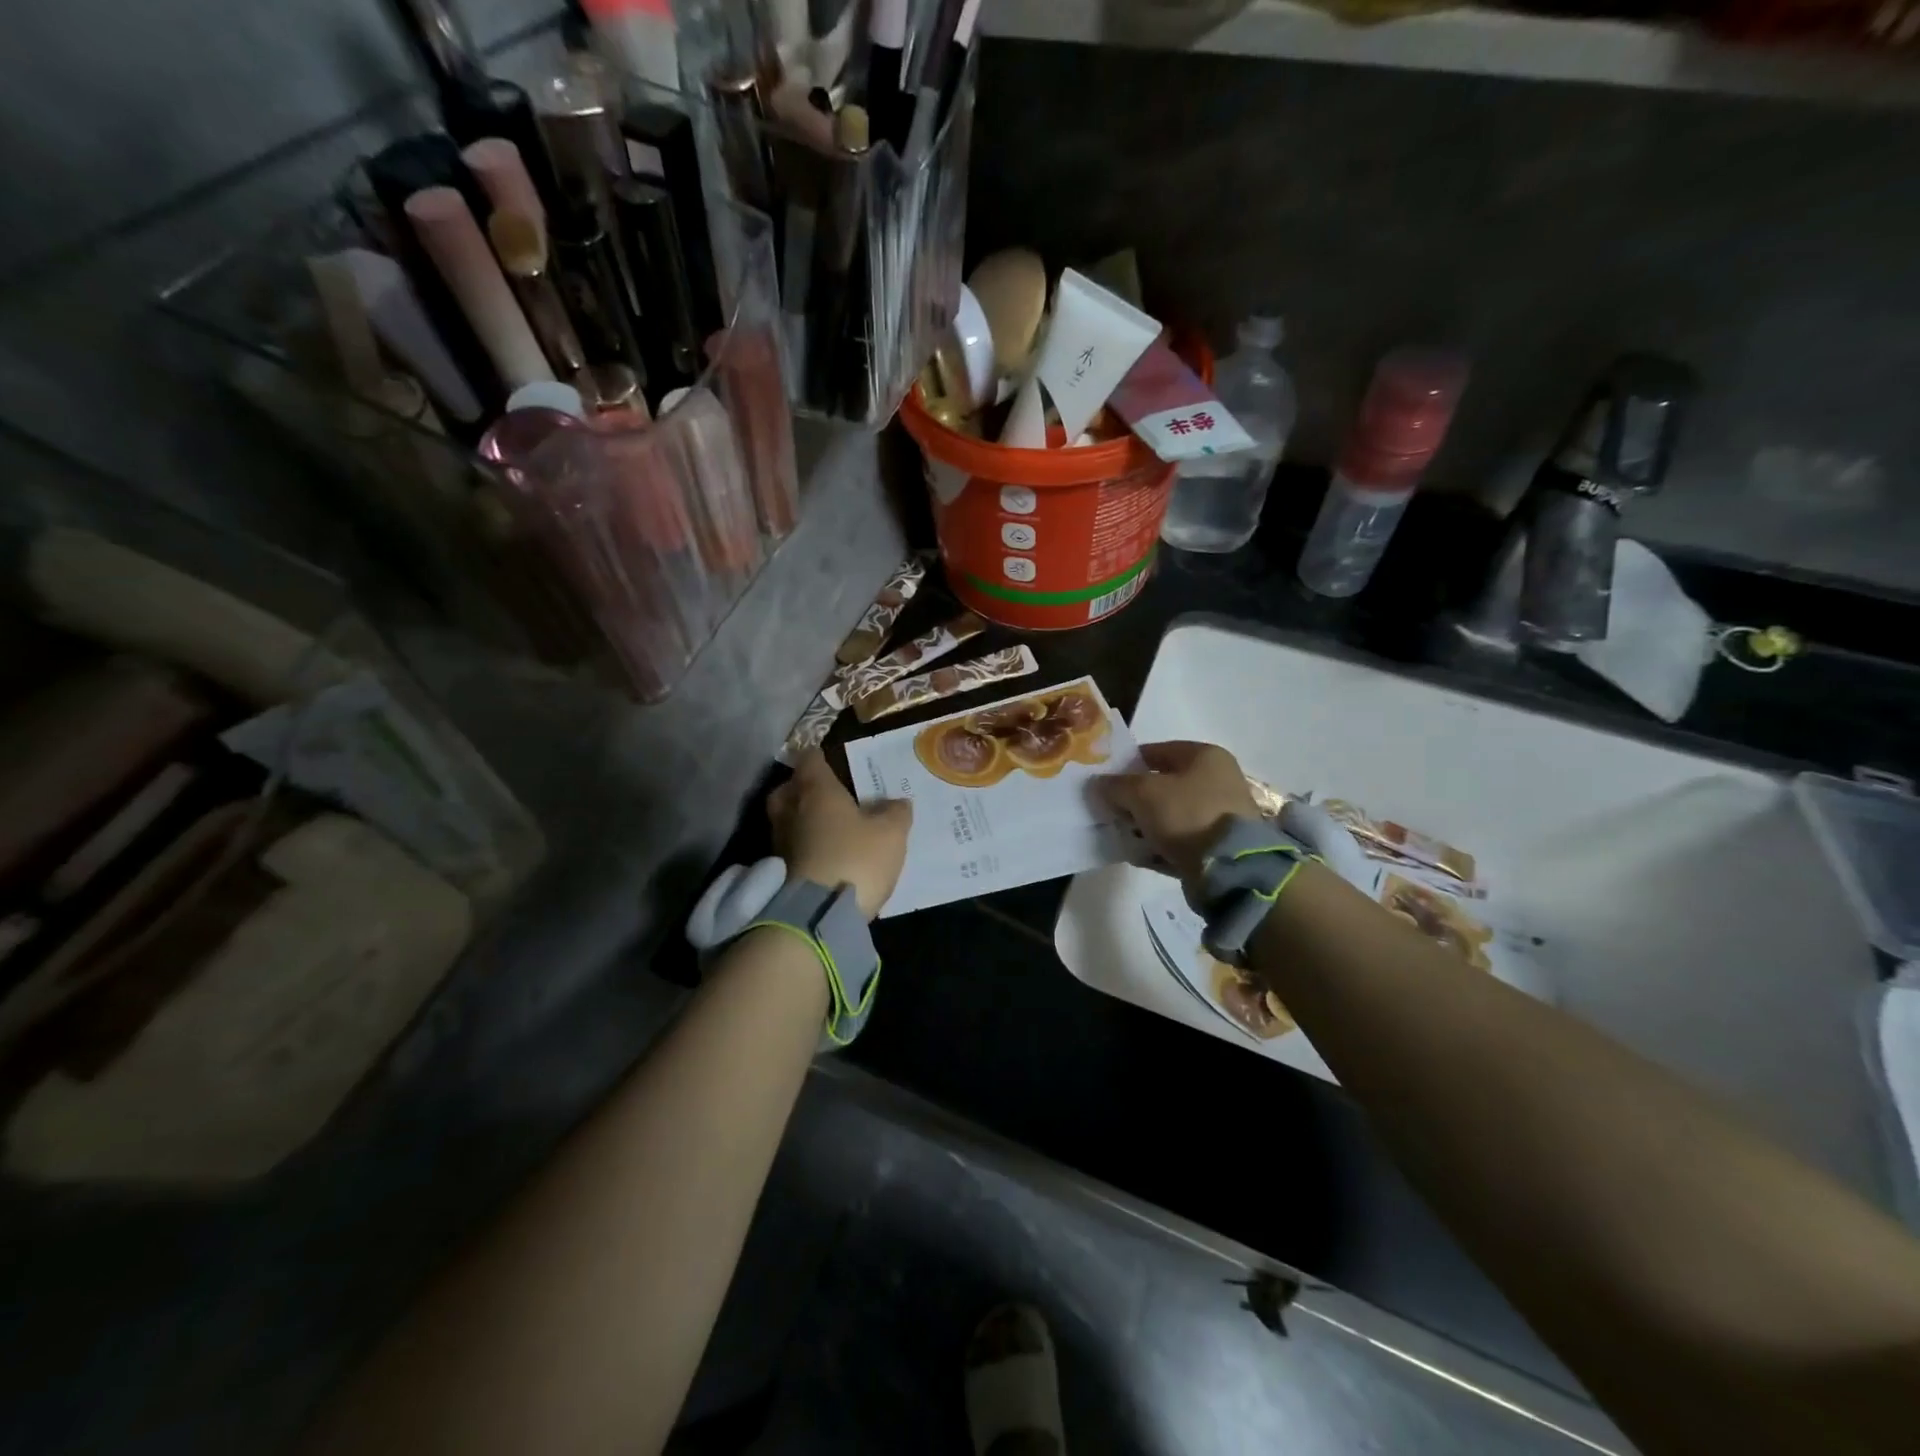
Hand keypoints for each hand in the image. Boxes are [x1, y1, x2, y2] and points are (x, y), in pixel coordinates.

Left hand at [768, 750, 911, 920]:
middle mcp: (789, 809)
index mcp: (815, 790)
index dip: (821, 757)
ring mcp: (778, 842)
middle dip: (803, 789)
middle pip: (788, 789)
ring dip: (802, 821)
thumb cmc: (855, 859)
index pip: (810, 759)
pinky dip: (802, 848)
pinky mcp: (777, 872)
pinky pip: (790, 848)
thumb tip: (897, 802)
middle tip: (826, 796)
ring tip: (827, 829)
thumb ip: (895, 813)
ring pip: (786, 820)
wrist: (816, 916)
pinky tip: (822, 857)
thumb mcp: (891, 834)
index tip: (833, 761)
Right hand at [1097, 741, 1259, 896]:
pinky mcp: (1221, 843)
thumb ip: (1116, 785)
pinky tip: (1141, 854)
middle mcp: (1218, 779)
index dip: (1128, 764)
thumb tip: (1098, 784)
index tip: (1106, 781)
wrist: (1229, 866)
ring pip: (1171, 812)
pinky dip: (1161, 843)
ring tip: (1124, 836)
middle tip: (1112, 810)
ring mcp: (1222, 812)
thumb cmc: (1186, 814)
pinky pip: (1181, 837)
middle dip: (1135, 798)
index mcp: (1205, 756)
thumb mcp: (1142, 794)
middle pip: (1164, 784)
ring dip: (1146, 822)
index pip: (1157, 751)